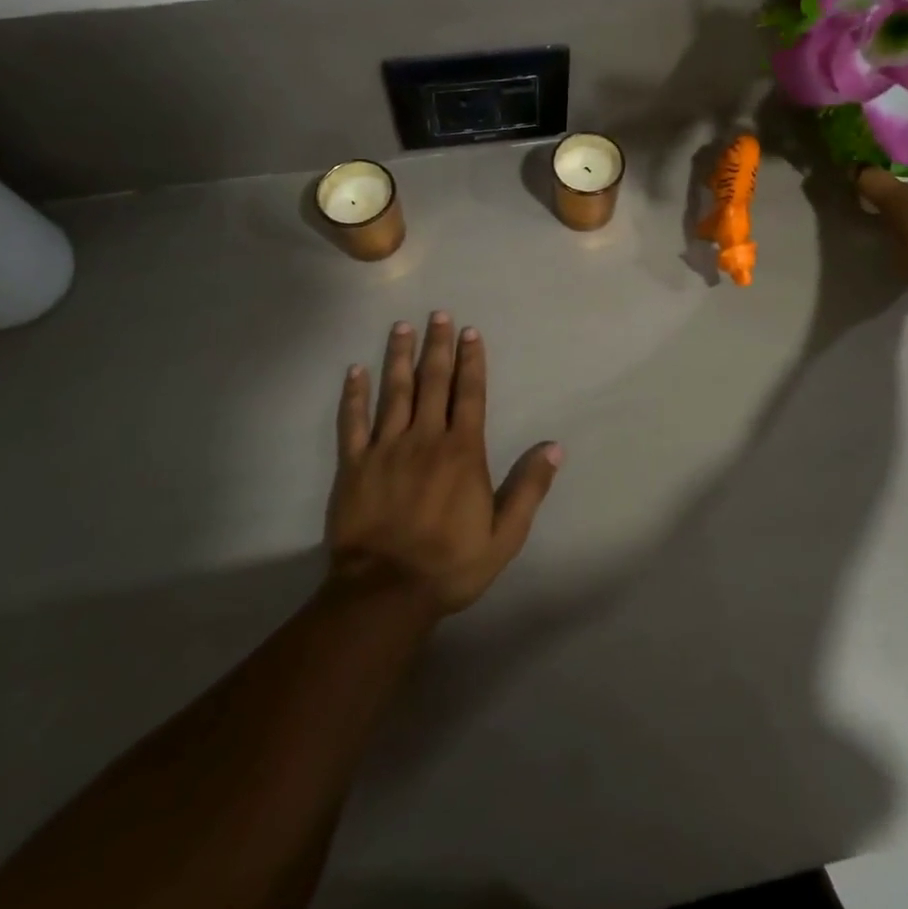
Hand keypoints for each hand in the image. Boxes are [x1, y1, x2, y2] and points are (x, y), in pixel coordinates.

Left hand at [327, 312, 561, 615]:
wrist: (385, 593)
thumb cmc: (450, 564)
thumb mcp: (504, 534)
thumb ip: (529, 488)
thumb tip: (554, 447)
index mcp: (462, 451)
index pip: (469, 394)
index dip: (472, 361)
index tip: (471, 332)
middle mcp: (425, 439)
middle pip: (433, 382)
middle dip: (438, 346)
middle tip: (438, 314)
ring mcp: (386, 449)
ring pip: (394, 392)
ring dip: (399, 357)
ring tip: (401, 328)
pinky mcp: (355, 465)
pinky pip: (353, 422)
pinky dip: (354, 395)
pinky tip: (355, 371)